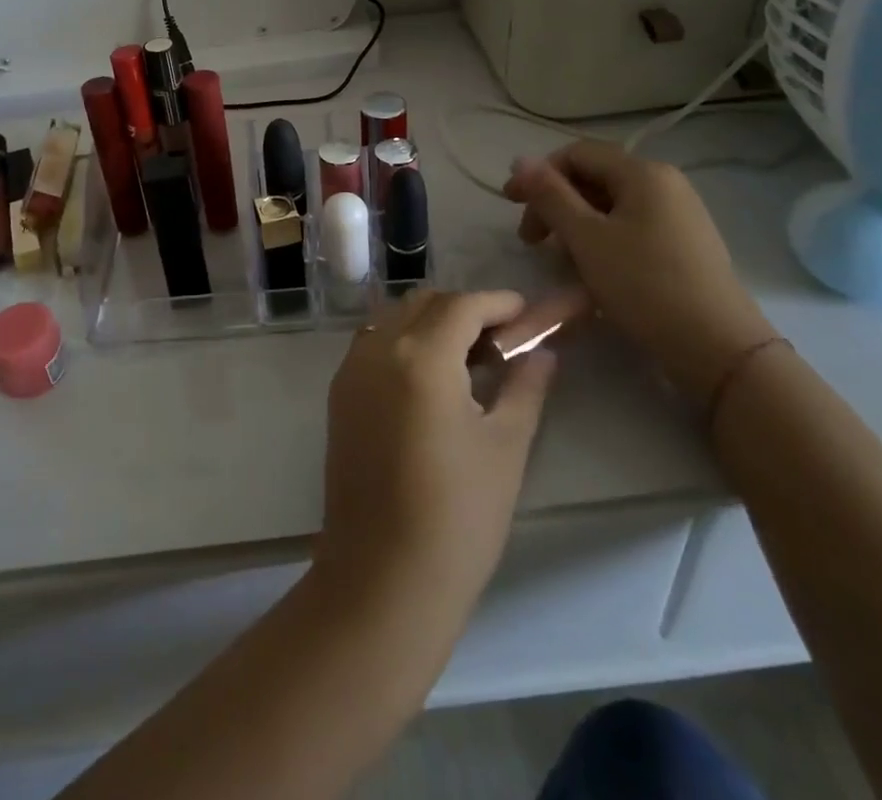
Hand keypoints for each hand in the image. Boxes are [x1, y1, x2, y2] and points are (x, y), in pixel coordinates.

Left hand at [315, 289, 573, 616]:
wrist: (382, 577)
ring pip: (394, 318)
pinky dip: (404, 342)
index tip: (526, 314)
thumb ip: (524, 387)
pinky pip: (374, 343)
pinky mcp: (339, 393)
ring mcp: (351, 369)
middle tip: (501, 342)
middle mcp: (378, 348)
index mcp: (420, 356)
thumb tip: (542, 354)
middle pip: (425, 303)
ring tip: (467, 361)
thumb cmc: (458, 516)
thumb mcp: (505, 447)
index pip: (462, 305)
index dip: (498, 303)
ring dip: (431, 323)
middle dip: (465, 310)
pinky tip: (430, 380)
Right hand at [503, 141, 774, 404]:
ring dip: (574, 225)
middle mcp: (664, 183)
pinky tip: (591, 270)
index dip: (537, 174)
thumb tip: (520, 160)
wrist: (718, 348)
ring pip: (610, 206)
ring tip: (559, 260)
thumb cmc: (644, 285)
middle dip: (554, 204)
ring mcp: (678, 214)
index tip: (510, 205)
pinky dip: (601, 240)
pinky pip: (630, 227)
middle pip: (593, 178)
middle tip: (531, 241)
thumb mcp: (586, 237)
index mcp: (643, 172)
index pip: (576, 154)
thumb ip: (549, 195)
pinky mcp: (684, 244)